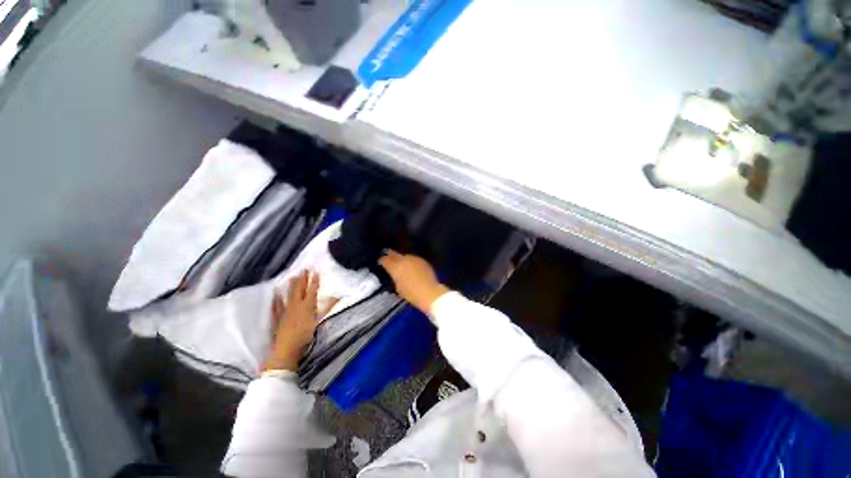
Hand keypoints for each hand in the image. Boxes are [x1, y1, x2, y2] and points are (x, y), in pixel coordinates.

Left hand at [264, 271, 337, 371]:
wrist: (286, 350)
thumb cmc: (305, 336)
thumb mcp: (319, 322)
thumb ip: (328, 308)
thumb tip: (338, 296)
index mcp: (307, 306)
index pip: (312, 290)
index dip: (314, 281)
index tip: (316, 271)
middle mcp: (296, 305)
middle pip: (299, 289)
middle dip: (302, 279)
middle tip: (304, 269)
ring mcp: (285, 311)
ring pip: (289, 295)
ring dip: (291, 285)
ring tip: (292, 276)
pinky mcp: (278, 318)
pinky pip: (277, 306)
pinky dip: (276, 299)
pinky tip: (275, 293)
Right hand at [379, 251, 449, 314]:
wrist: (429, 292)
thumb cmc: (411, 294)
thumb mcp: (398, 287)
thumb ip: (395, 277)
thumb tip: (395, 274)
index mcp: (395, 267)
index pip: (385, 260)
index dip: (382, 260)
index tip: (380, 261)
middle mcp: (404, 260)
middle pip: (394, 254)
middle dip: (390, 255)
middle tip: (387, 256)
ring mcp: (414, 259)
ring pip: (405, 256)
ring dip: (401, 259)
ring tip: (400, 263)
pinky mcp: (422, 261)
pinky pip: (413, 259)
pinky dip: (411, 262)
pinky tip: (411, 266)